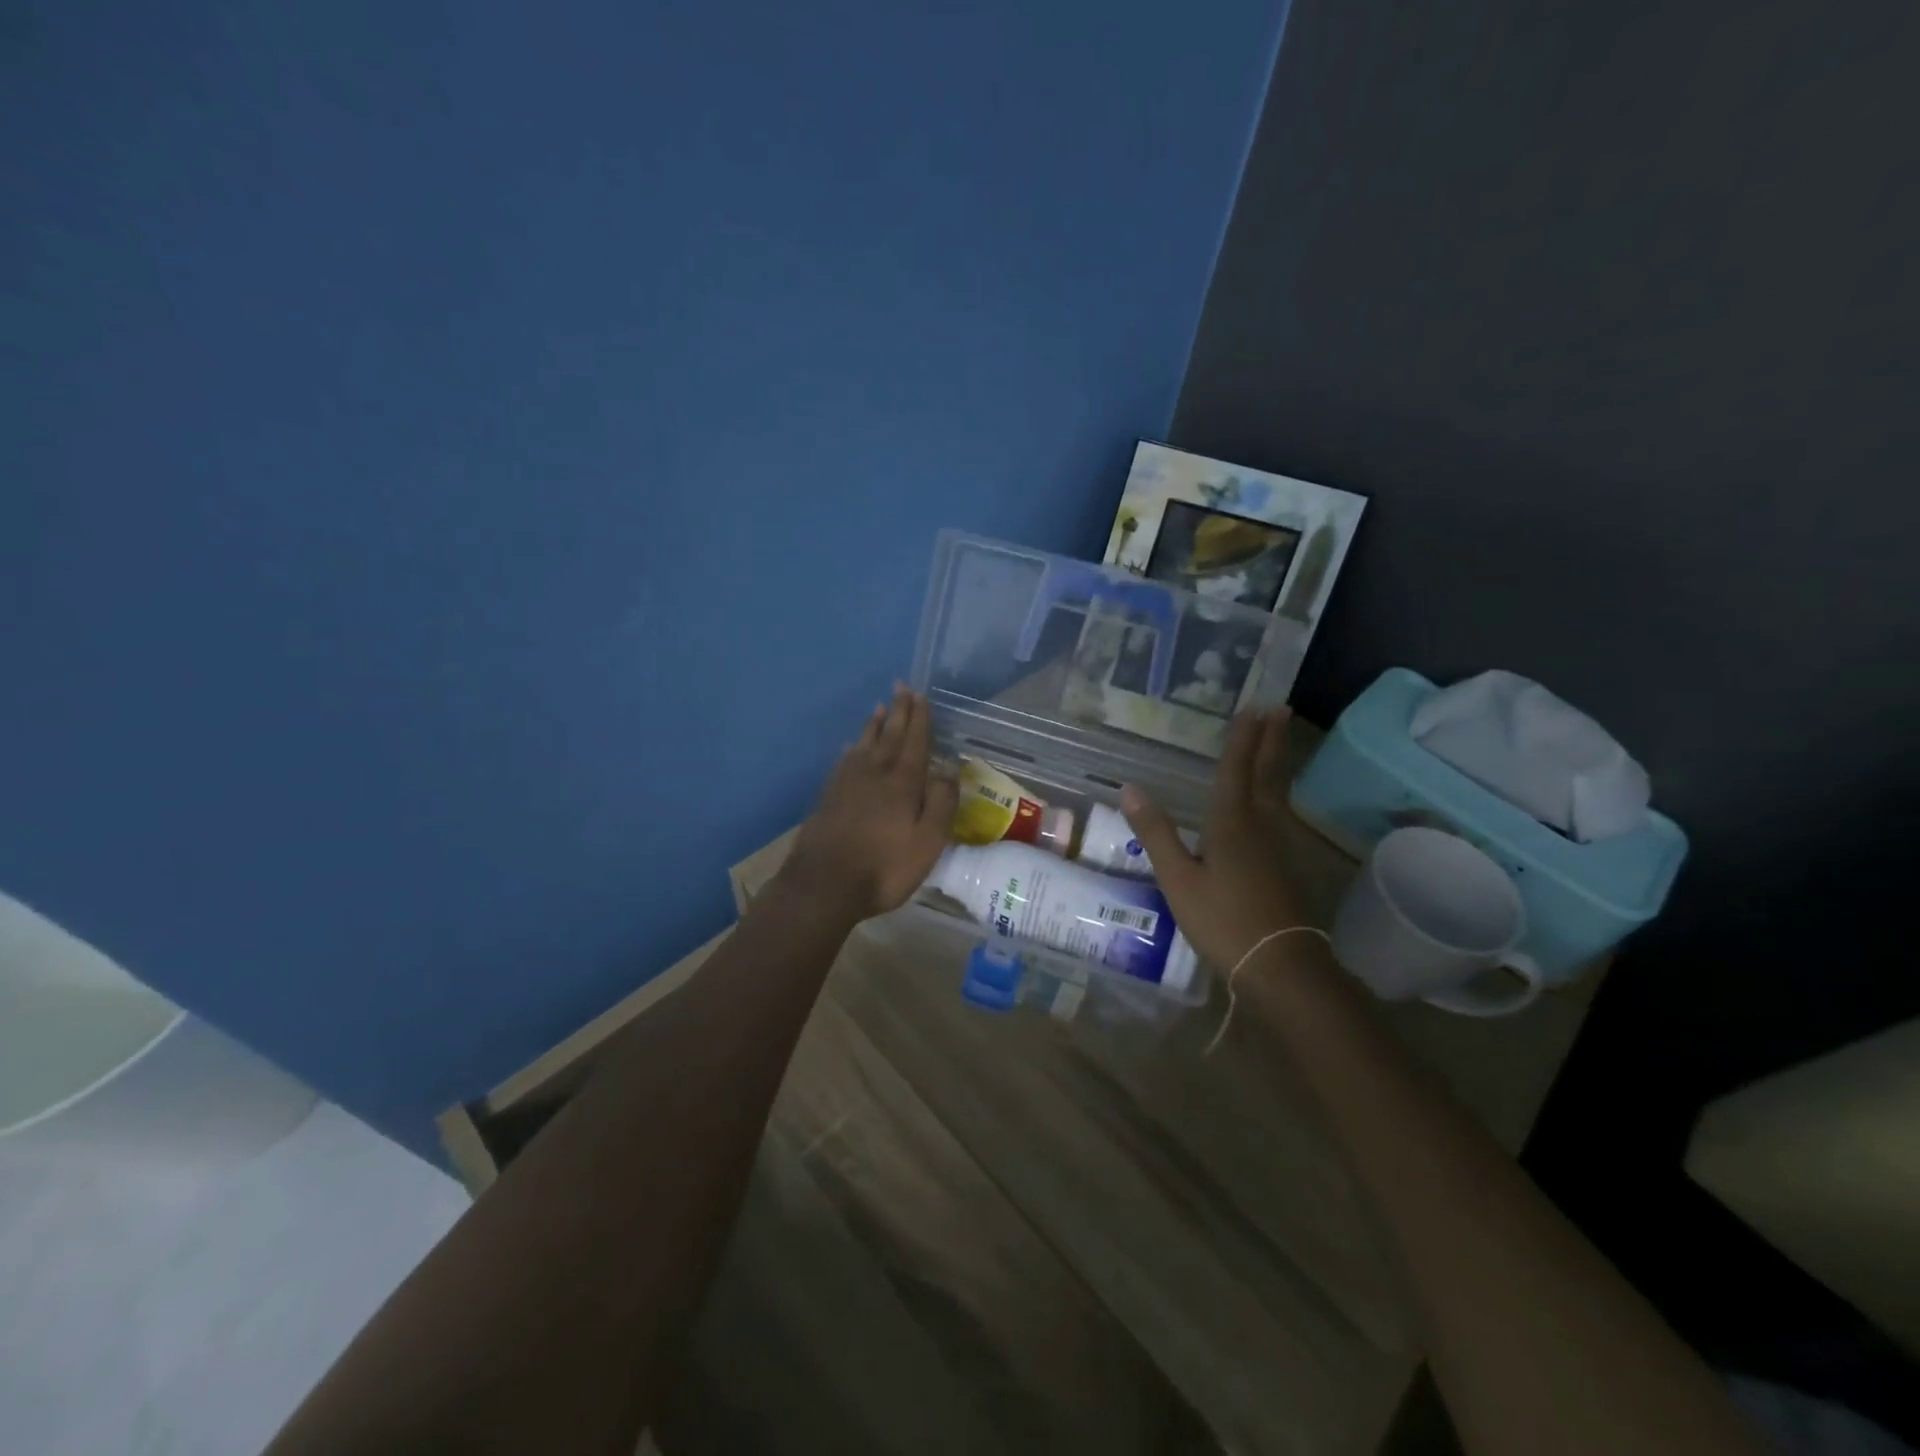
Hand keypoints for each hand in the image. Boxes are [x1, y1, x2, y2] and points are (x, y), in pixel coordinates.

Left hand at [779, 686, 958, 923]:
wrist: (823, 884)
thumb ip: (941, 804)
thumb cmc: (883, 868)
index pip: (915, 742)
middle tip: (901, 687)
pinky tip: (851, 747)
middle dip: (898, 712)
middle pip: (889, 736)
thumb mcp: (927, 843)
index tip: (920, 695)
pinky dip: (852, 748)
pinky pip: (844, 760)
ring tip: (879, 707)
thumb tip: (949, 769)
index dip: (919, 719)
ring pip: (864, 744)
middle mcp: (874, 773)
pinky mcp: (828, 796)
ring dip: (874, 725)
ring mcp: (847, 783)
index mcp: (903, 783)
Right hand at [1121, 707, 1311, 968]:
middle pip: (1266, 774)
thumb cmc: (1222, 920)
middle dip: (1270, 740)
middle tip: (1280, 708)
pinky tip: (1274, 799)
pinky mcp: (1284, 865)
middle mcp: (1259, 825)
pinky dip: (1278, 790)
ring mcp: (1277, 846)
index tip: (1252, 707)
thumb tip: (1129, 788)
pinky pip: (1280, 812)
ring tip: (1279, 739)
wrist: (1279, 964)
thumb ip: (1155, 832)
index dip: (1241, 739)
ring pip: (1278, 792)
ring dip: (1278, 761)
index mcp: (1231, 824)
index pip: (1234, 771)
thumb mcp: (1178, 879)